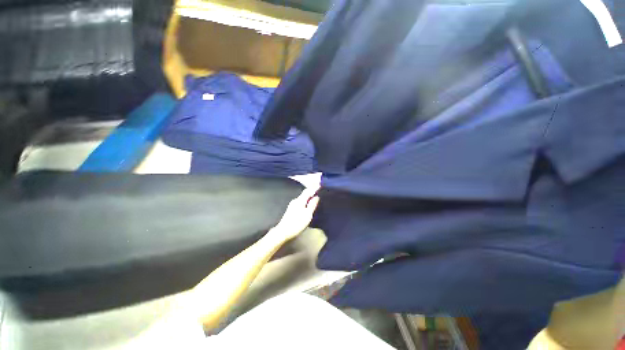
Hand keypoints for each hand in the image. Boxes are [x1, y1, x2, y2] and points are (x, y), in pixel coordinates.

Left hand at [270, 187, 319, 240]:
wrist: (283, 232)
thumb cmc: (296, 224)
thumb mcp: (307, 215)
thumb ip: (312, 205)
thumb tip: (316, 196)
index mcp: (300, 200)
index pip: (308, 190)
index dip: (314, 187)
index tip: (320, 184)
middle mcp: (295, 200)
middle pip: (305, 193)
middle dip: (312, 191)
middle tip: (319, 189)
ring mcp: (292, 204)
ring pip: (303, 197)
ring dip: (309, 196)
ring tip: (315, 196)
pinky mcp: (291, 209)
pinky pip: (301, 201)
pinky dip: (306, 200)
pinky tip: (308, 203)